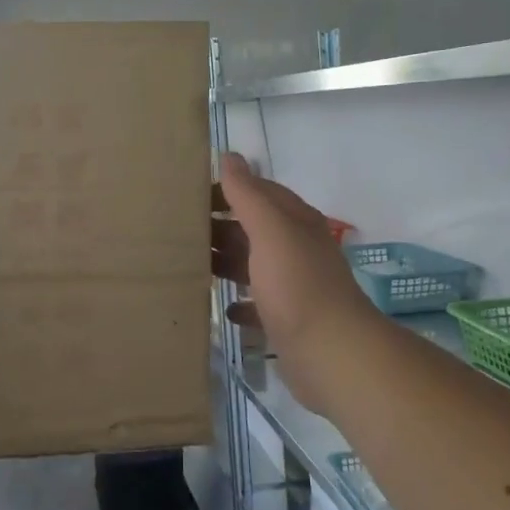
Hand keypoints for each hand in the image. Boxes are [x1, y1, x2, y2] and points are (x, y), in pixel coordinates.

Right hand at [212, 153, 383, 408]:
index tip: (189, 193)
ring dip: (225, 262)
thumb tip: (229, 156)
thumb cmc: (297, 285)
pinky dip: (239, 302)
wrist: (331, 353)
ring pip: (252, 265)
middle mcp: (296, 249)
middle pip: (253, 228)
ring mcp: (292, 286)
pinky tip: (222, 307)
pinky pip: (257, 304)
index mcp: (295, 222)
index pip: (260, 192)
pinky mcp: (286, 320)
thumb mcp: (271, 231)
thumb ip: (248, 195)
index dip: (228, 188)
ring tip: (187, 262)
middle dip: (220, 225)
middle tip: (178, 228)